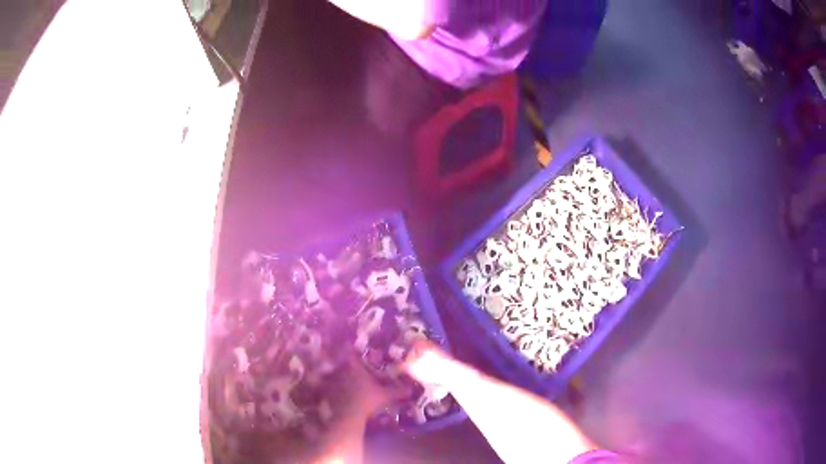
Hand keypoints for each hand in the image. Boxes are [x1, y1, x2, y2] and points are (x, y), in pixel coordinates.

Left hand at [335, 354, 408, 420]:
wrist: (348, 415)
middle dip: (349, 364)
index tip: (358, 352)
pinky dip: (336, 388)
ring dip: (341, 376)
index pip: (352, 353)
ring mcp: (333, 381)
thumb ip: (398, 390)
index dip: (354, 351)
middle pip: (343, 363)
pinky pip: (331, 386)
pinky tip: (342, 393)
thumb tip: (411, 388)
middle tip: (358, 368)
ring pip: (336, 374)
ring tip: (349, 381)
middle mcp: (342, 371)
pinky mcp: (328, 392)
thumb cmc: (367, 400)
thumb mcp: (385, 395)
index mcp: (354, 367)